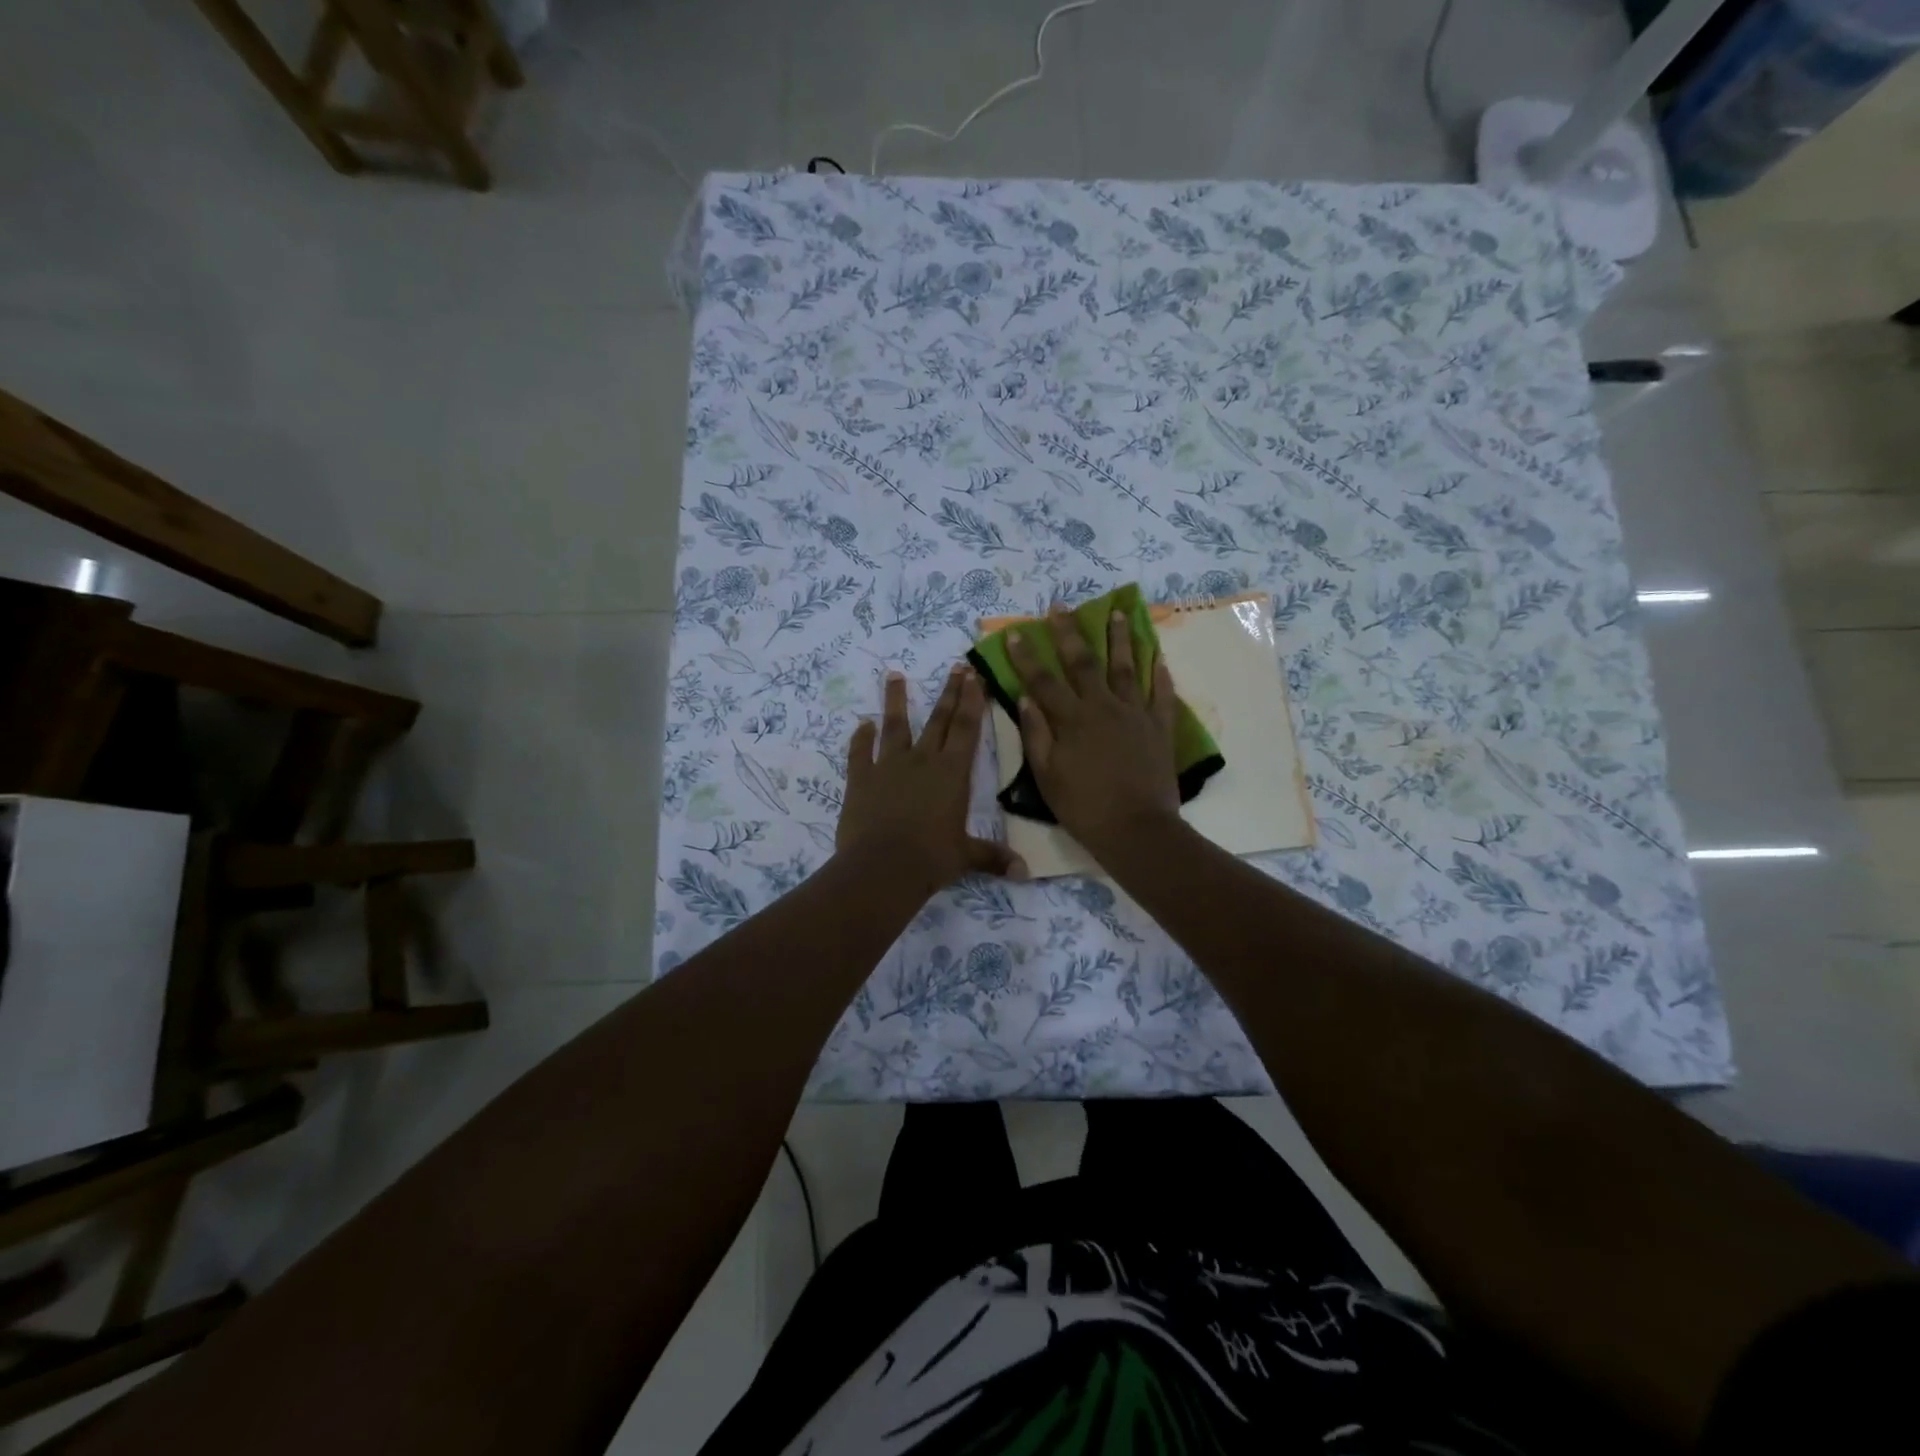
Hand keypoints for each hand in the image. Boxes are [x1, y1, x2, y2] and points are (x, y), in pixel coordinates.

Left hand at [838, 665, 1025, 893]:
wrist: (883, 867)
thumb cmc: (932, 858)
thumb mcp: (966, 857)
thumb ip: (993, 857)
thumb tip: (1024, 872)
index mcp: (952, 773)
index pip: (967, 729)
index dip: (972, 701)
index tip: (974, 675)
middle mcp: (923, 760)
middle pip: (938, 720)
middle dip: (949, 692)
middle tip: (955, 667)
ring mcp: (888, 766)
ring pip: (894, 726)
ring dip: (895, 700)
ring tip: (894, 675)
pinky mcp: (861, 779)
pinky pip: (860, 752)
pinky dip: (860, 738)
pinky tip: (861, 725)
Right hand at [1007, 604, 1181, 855]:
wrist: (1136, 829)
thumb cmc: (1084, 807)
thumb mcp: (1047, 777)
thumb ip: (1037, 735)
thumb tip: (1026, 699)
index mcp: (1072, 720)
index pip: (1043, 681)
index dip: (1027, 657)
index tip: (1016, 633)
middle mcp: (1103, 707)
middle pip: (1084, 663)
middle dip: (1069, 633)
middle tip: (1062, 607)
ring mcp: (1135, 714)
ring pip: (1126, 668)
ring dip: (1119, 639)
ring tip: (1117, 613)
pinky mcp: (1160, 728)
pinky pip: (1161, 694)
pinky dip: (1159, 674)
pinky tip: (1158, 656)